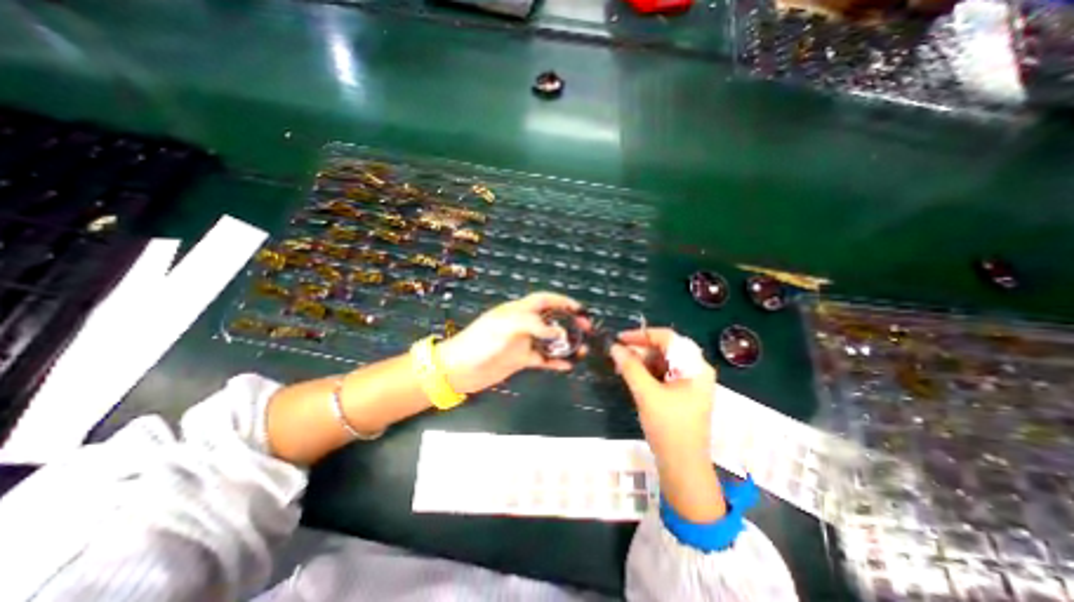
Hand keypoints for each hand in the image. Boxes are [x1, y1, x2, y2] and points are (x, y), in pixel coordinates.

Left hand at [438, 292, 585, 395]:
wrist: (459, 369)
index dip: (562, 301)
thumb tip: (559, 332)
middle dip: (570, 322)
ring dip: (566, 344)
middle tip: (587, 329)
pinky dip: (555, 361)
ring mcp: (523, 342)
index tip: (580, 309)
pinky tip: (568, 365)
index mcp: (518, 311)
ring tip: (583, 349)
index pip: (544, 300)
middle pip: (551, 319)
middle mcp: (523, 324)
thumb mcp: (507, 327)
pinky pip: (543, 359)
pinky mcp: (520, 359)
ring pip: (550, 340)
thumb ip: (534, 325)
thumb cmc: (480, 342)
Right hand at [607, 329, 723, 520]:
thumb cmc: (669, 428)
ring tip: (622, 366)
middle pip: (666, 349)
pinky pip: (662, 374)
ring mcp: (690, 383)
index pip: (668, 338)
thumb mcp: (646, 394)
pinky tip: (632, 376)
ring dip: (641, 361)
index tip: (619, 338)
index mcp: (695, 367)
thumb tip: (614, 347)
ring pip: (662, 362)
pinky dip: (646, 373)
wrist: (683, 467)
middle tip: (618, 354)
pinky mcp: (682, 393)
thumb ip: (630, 367)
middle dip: (640, 350)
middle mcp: (696, 370)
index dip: (642, 335)